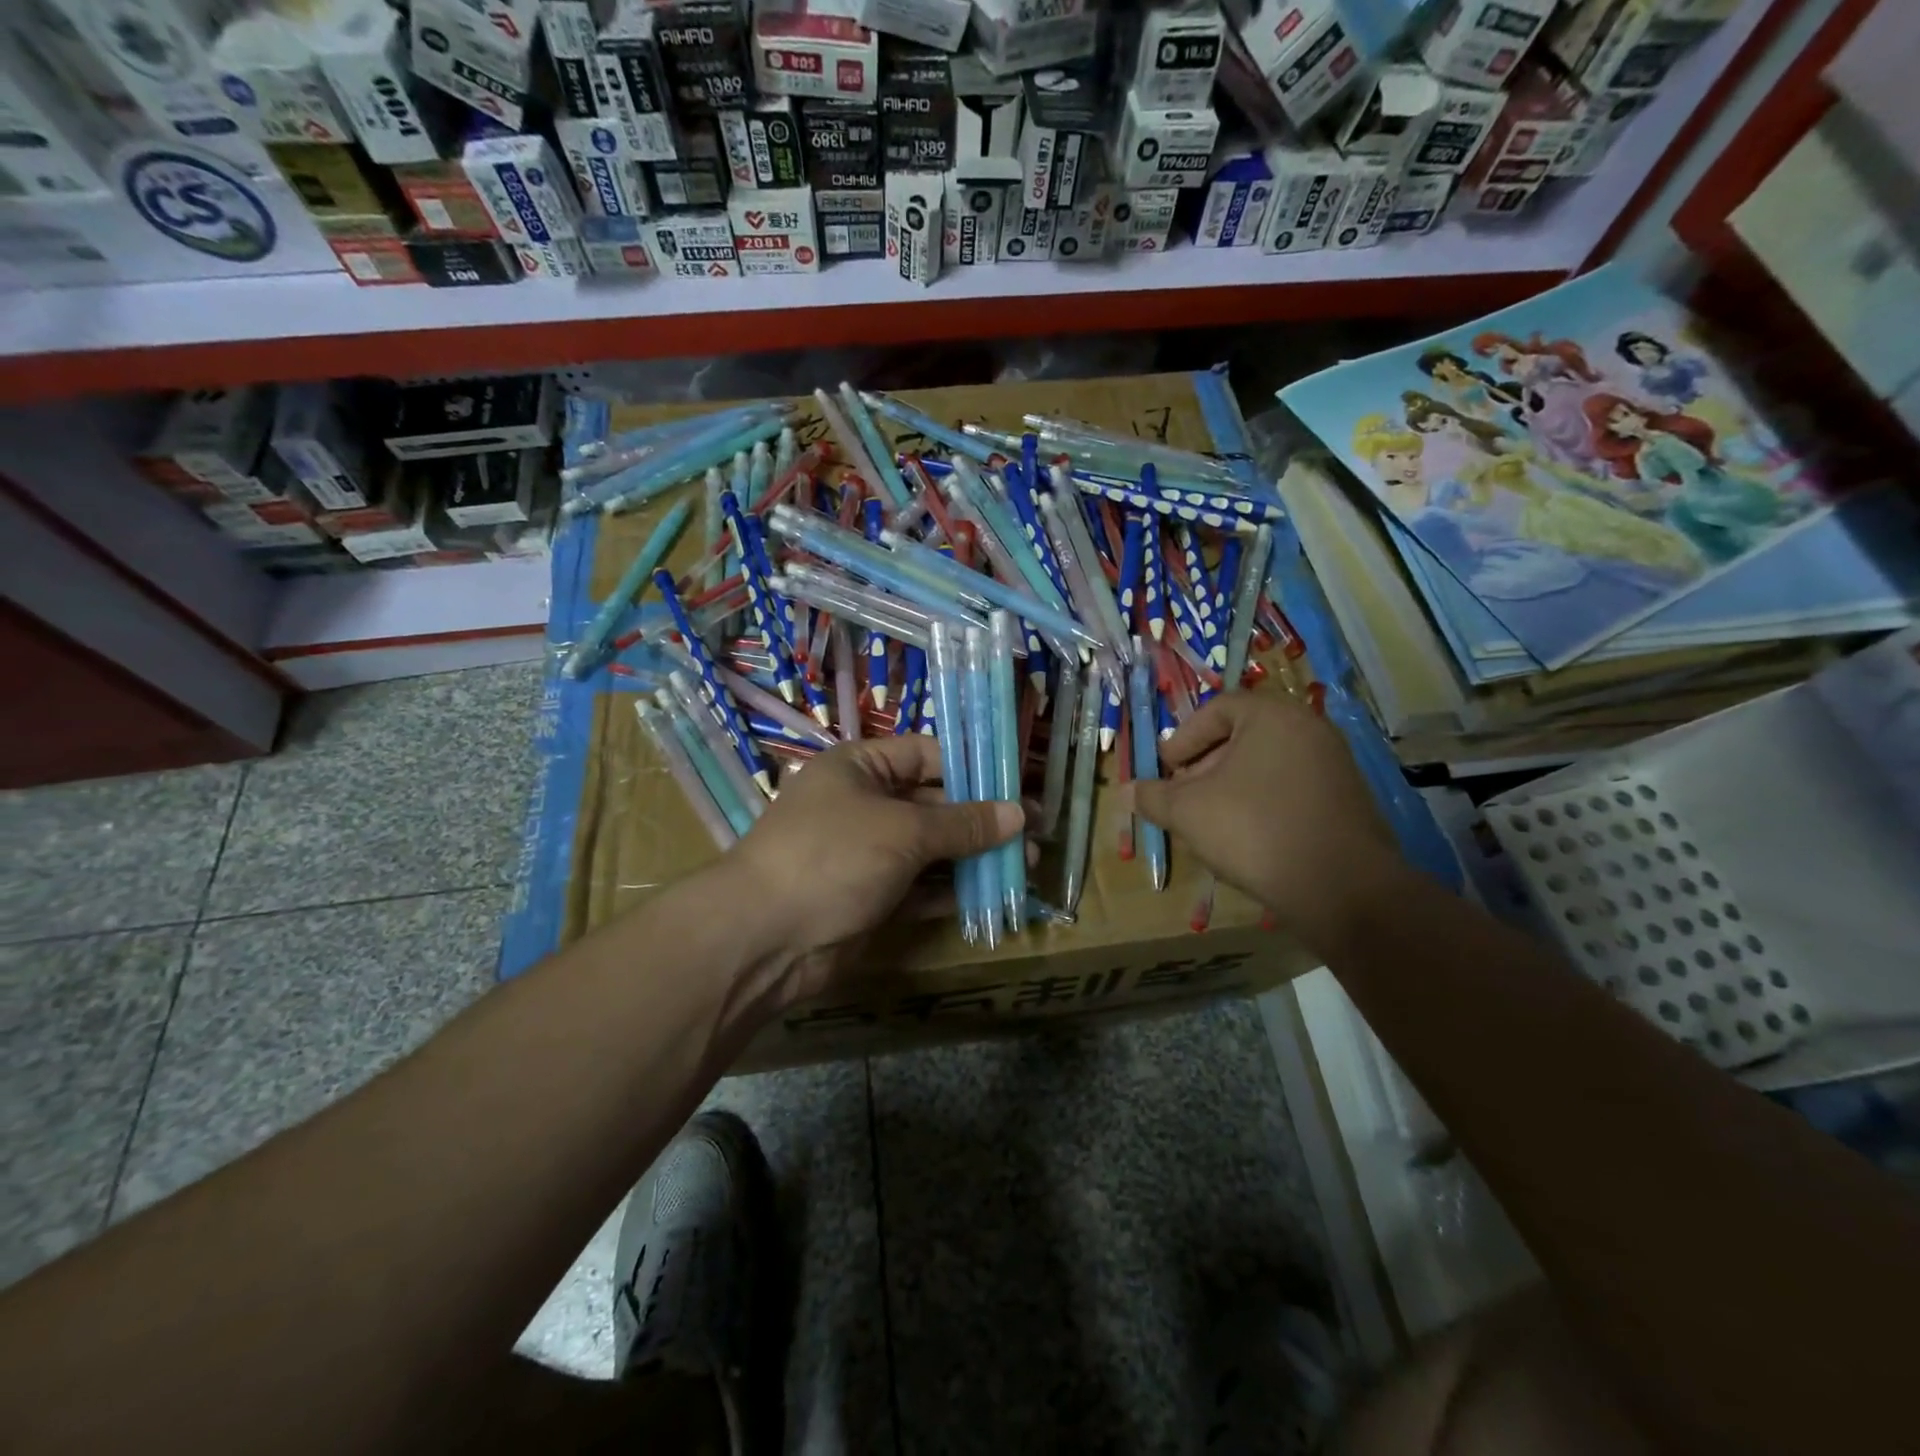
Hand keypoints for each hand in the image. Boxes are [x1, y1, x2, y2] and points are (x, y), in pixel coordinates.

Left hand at [722, 734, 1022, 999]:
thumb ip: (963, 823)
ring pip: (930, 849)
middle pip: (933, 803)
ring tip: (1025, 865)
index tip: (1018, 785)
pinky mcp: (870, 898)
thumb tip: (1019, 814)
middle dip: (982, 819)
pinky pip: (919, 888)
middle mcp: (863, 804)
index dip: (973, 768)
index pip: (927, 755)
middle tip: (1034, 833)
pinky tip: (992, 895)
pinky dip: (951, 891)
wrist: (765, 939)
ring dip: (973, 857)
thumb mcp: (904, 830)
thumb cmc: (834, 856)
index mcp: (860, 767)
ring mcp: (866, 854)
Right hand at [1132, 694, 1405, 950]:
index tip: (1166, 768)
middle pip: (1242, 735)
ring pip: (1266, 764)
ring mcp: (1334, 764)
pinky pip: (1291, 787)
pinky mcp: (1346, 799)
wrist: (1343, 888)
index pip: (1217, 709)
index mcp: (1272, 716)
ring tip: (1209, 820)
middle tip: (1183, 795)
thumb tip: (1127, 792)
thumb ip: (1154, 796)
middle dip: (1204, 764)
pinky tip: (1247, 837)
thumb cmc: (1255, 830)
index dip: (1183, 738)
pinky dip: (1261, 802)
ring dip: (1230, 786)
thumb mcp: (1188, 812)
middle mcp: (1309, 729)